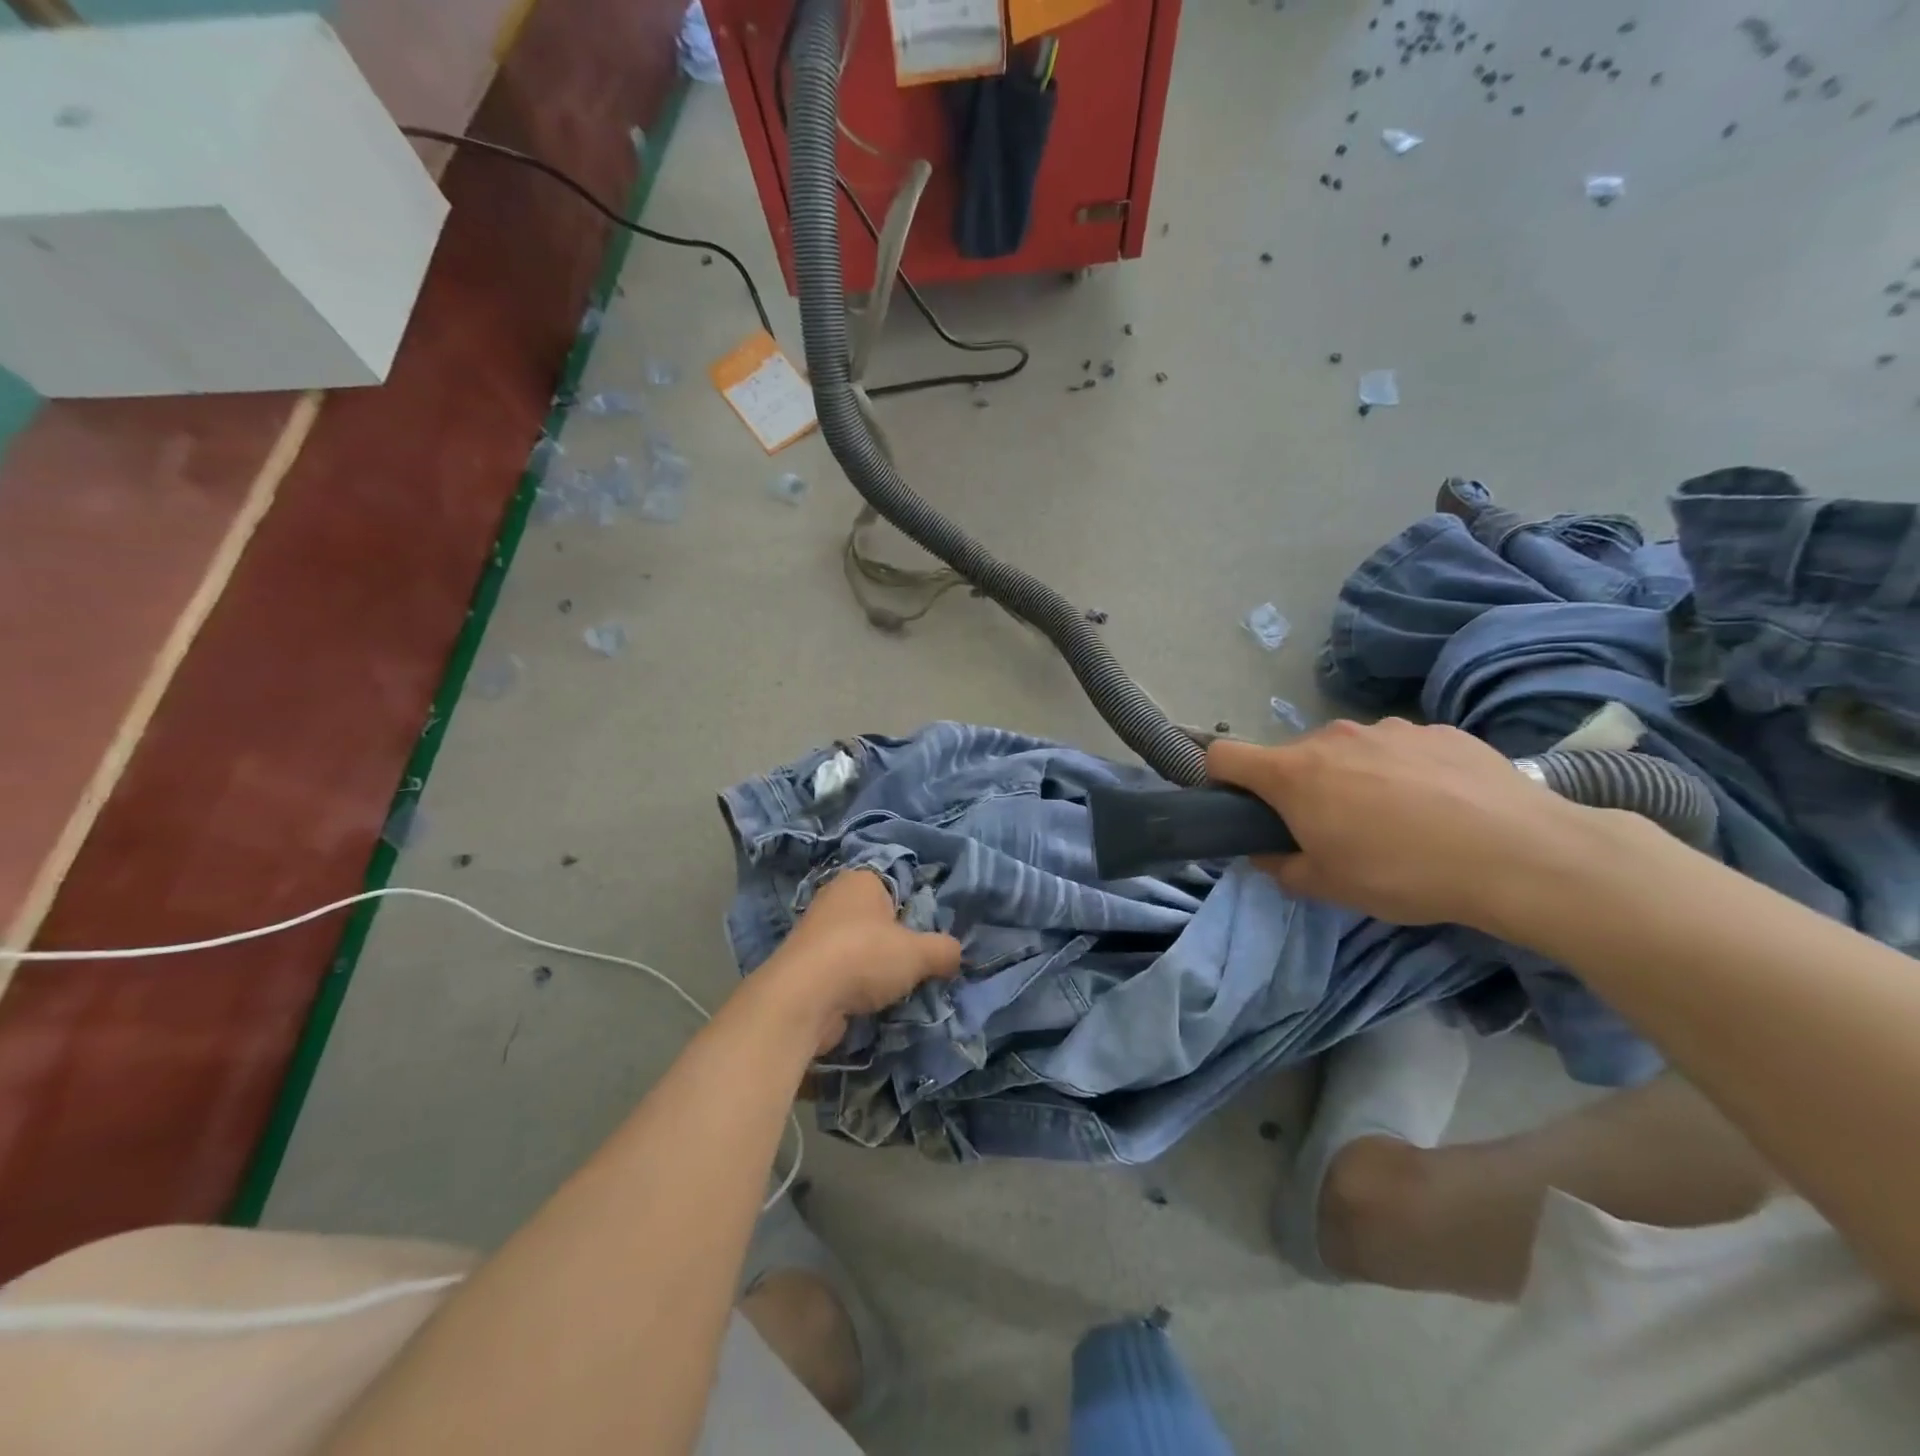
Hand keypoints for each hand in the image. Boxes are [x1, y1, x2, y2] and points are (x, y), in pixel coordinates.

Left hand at [760, 868, 961, 1051]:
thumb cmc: (865, 956)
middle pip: (878, 919)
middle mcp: (835, 897)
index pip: (898, 886)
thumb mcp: (919, 952)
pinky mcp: (804, 966)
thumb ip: (944, 950)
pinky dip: (854, 986)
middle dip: (896, 943)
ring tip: (896, 990)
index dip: (916, 912)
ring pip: (859, 947)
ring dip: (875, 968)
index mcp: (861, 879)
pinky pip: (841, 972)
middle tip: (918, 966)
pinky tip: (869, 1004)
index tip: (929, 939)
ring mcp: (815, 932)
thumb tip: (956, 954)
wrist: (803, 998)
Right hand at [1207, 718, 1591, 929]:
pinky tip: (1442, 807)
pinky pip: (1399, 748)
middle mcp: (1332, 737)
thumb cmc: (1404, 872)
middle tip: (1335, 831)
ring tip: (1399, 820)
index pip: (1224, 756)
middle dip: (1300, 789)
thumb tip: (1266, 853)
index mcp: (1294, 774)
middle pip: (1293, 757)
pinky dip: (1403, 772)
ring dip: (1353, 778)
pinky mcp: (1439, 729)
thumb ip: (1281, 868)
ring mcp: (1388, 728)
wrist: (1521, 854)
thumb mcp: (1328, 886)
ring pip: (1348, 751)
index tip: (1241, 807)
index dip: (1221, 780)